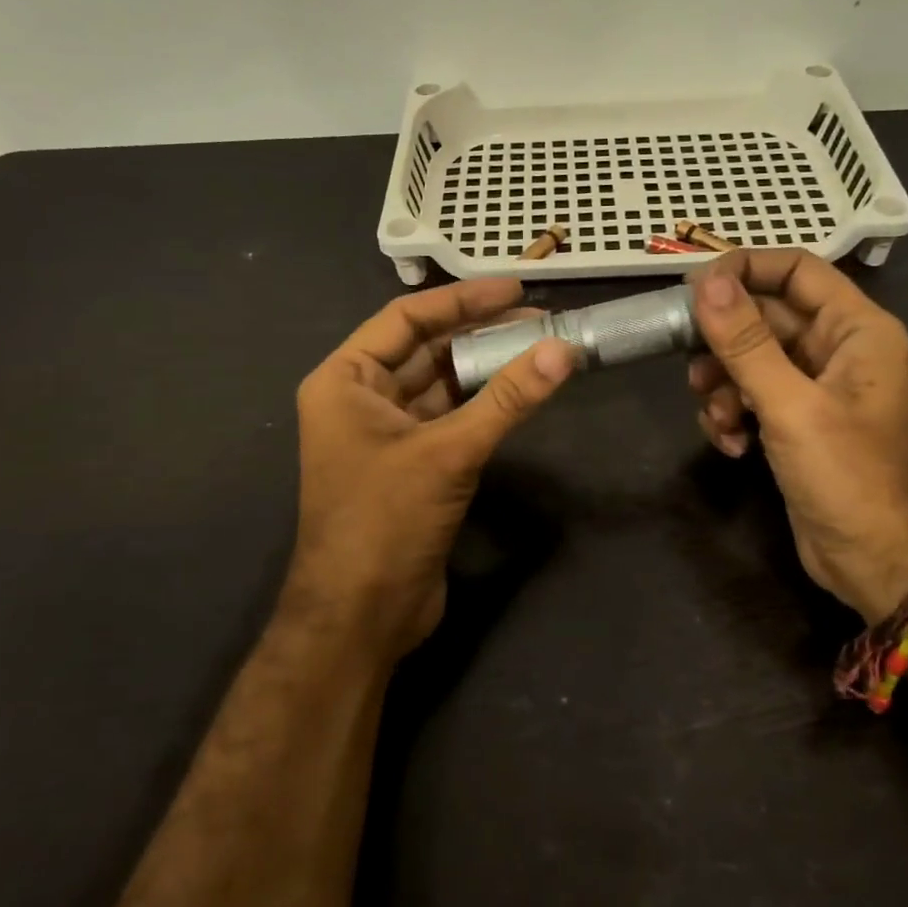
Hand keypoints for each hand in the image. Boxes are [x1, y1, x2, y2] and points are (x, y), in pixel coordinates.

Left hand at [286, 278, 576, 662]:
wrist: (361, 617)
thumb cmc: (385, 522)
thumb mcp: (448, 453)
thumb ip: (507, 399)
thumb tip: (563, 350)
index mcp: (344, 381)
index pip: (406, 319)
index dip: (462, 300)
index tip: (516, 289)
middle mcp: (359, 399)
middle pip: (425, 350)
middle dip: (480, 333)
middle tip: (540, 319)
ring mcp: (385, 434)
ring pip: (440, 385)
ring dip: (484, 369)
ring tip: (539, 349)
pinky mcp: (410, 465)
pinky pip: (449, 419)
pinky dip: (482, 405)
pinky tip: (520, 392)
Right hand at [687, 250, 907, 620]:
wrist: (881, 563)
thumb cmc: (850, 476)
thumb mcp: (791, 405)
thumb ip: (746, 343)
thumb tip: (706, 283)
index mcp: (855, 329)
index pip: (795, 270)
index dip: (744, 270)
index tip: (694, 291)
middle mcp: (836, 350)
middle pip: (764, 317)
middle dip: (723, 343)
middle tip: (690, 365)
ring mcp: (814, 388)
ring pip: (749, 360)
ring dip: (722, 386)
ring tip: (718, 419)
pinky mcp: (795, 423)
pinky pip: (750, 397)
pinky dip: (732, 416)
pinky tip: (732, 446)